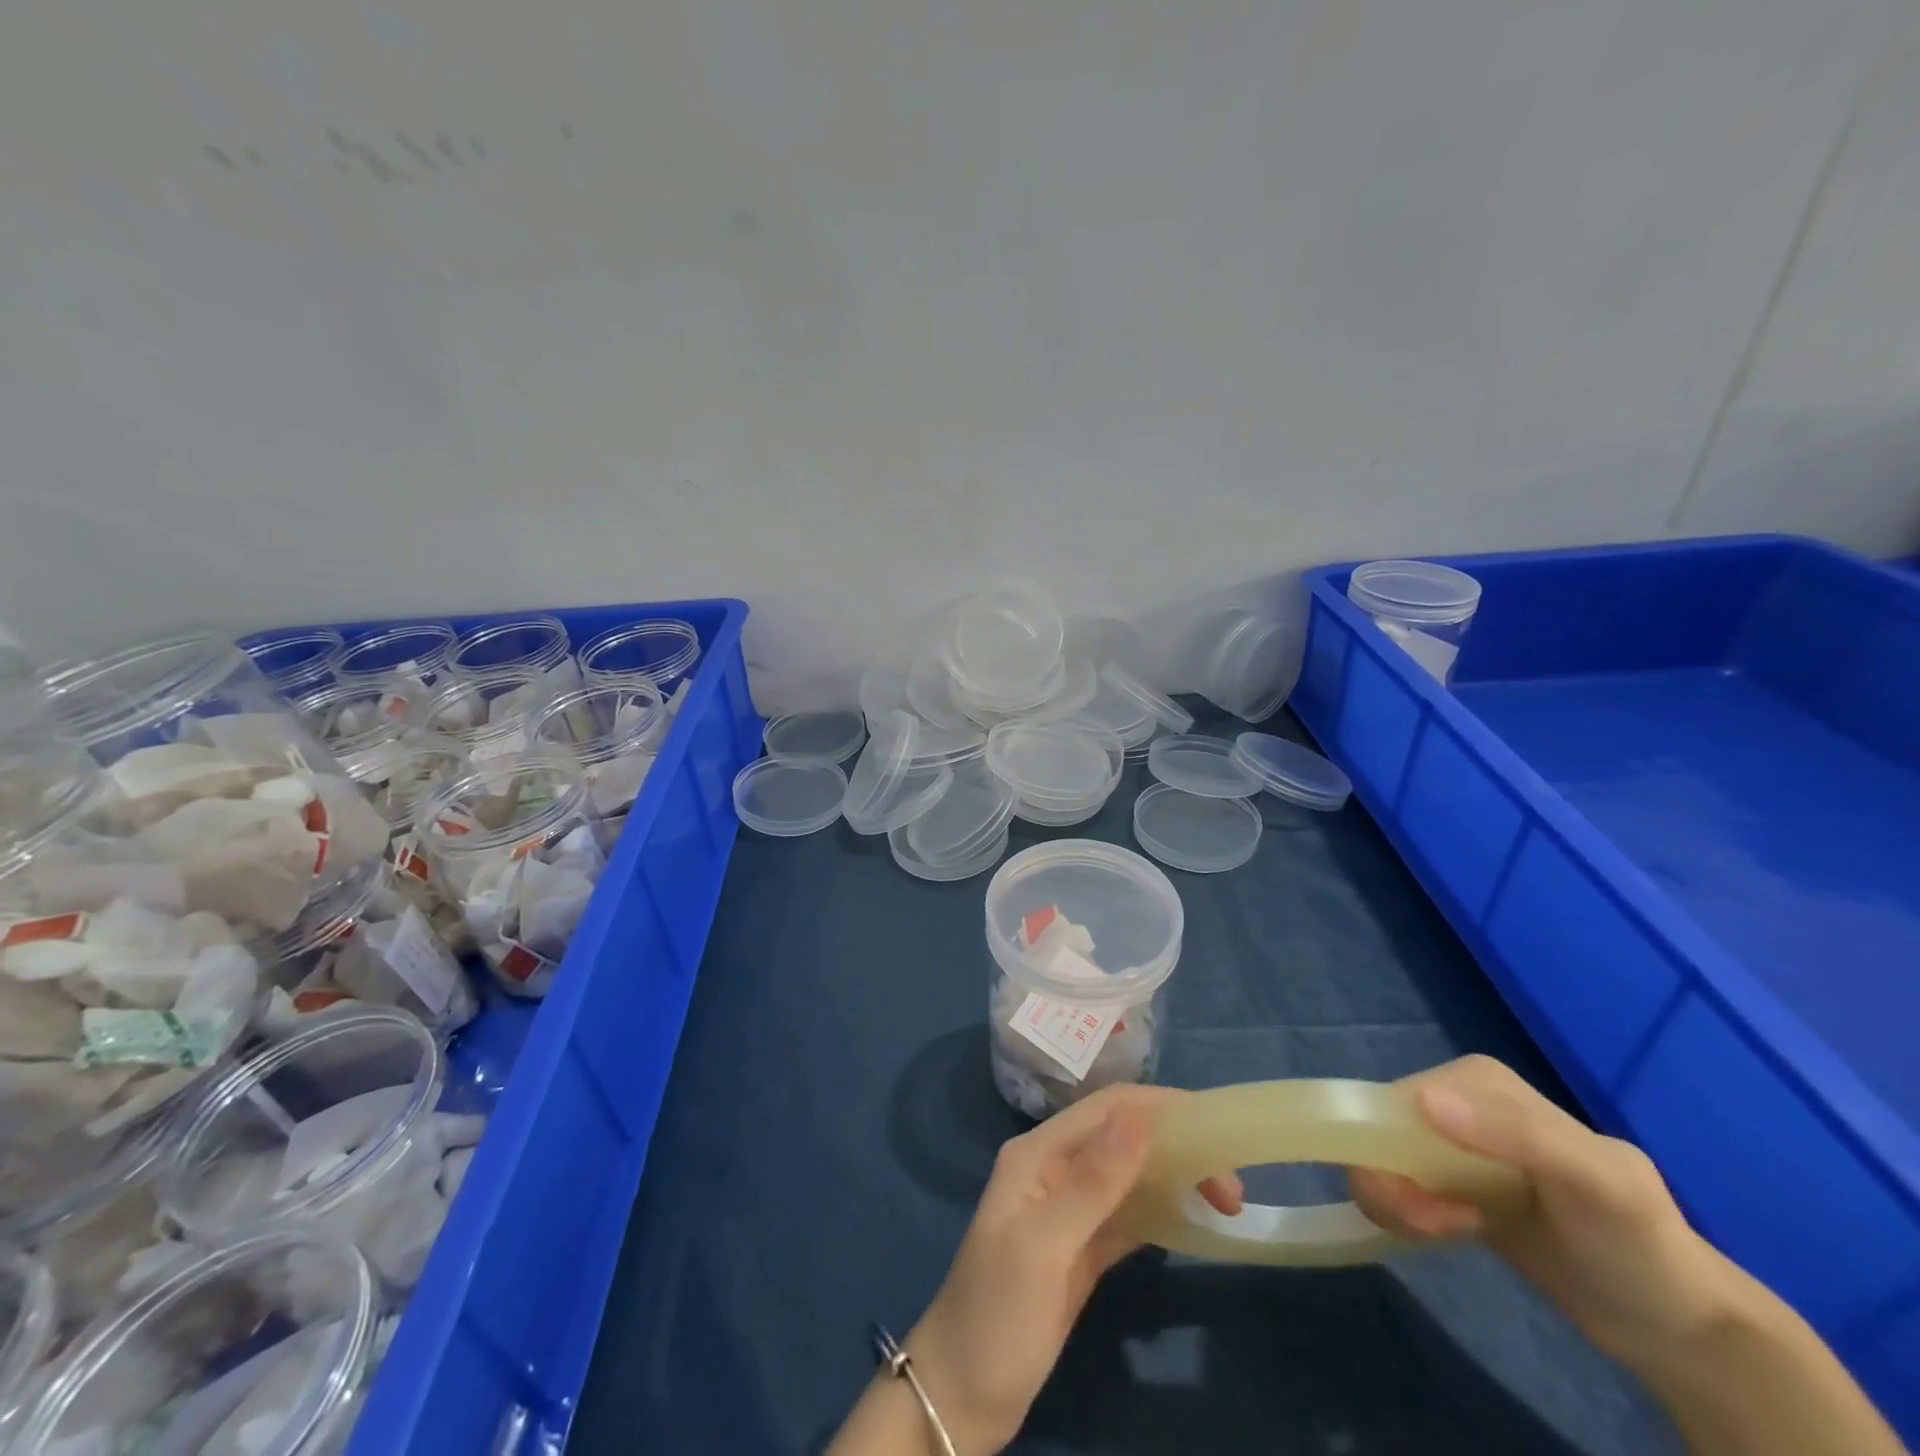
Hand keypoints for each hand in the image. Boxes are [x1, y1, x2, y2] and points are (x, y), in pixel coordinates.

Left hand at [901, 1085, 1241, 1455]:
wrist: (960, 1395)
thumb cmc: (997, 1315)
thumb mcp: (1043, 1246)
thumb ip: (1092, 1182)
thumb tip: (1140, 1117)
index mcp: (1038, 1153)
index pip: (1107, 1108)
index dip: (1162, 1108)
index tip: (1219, 1130)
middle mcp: (1054, 1168)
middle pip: (1123, 1136)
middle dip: (1176, 1145)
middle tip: (1231, 1186)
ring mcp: (1068, 1208)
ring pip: (1130, 1173)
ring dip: (1174, 1177)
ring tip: (1224, 1199)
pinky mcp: (1081, 1248)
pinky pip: (1128, 1213)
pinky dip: (1160, 1210)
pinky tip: (1192, 1219)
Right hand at [1348, 1055, 1736, 1365]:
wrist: (1678, 1325)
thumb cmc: (1640, 1243)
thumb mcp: (1598, 1183)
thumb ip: (1518, 1133)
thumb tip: (1423, 1101)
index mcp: (1478, 1081)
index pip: (1397, 1101)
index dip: (1394, 1151)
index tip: (1436, 1209)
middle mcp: (1455, 1100)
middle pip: (1380, 1128)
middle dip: (1395, 1182)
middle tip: (1442, 1227)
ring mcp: (1449, 1143)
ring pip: (1377, 1156)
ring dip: (1397, 1201)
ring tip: (1448, 1233)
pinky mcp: (1447, 1183)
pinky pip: (1391, 1182)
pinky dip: (1403, 1212)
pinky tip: (1449, 1233)